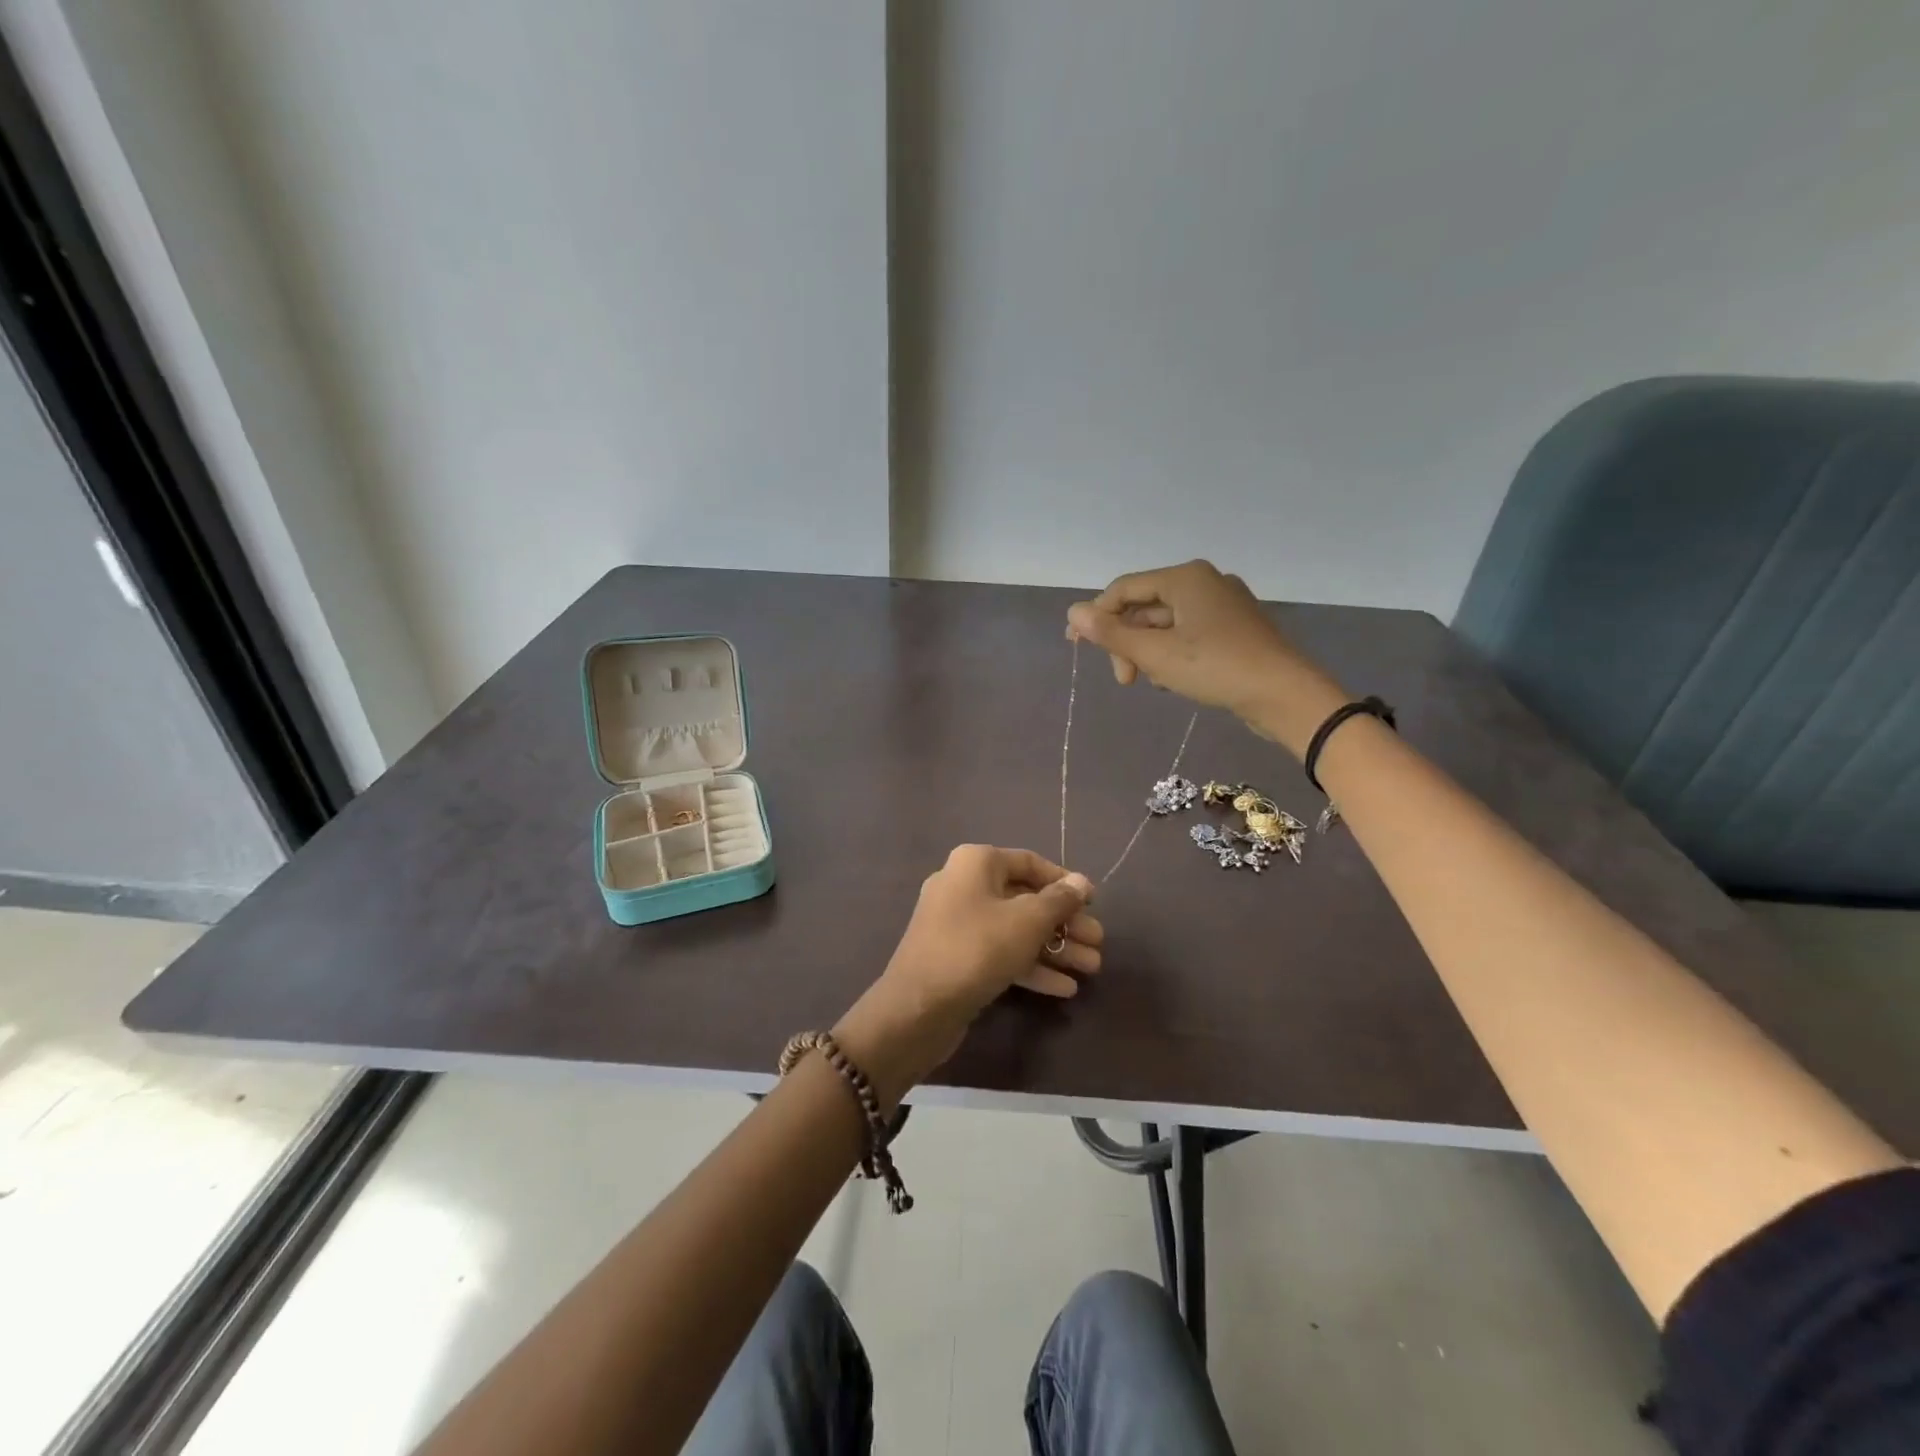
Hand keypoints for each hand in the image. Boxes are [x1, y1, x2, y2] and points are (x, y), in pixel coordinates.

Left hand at [834, 846, 1099, 1102]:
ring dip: (1054, 948)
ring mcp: (957, 924)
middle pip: (1025, 899)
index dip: (1064, 881)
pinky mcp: (956, 958)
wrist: (917, 1008)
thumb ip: (1059, 901)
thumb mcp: (1027, 921)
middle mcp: (963, 886)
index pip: (1029, 863)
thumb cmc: (976, 948)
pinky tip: (1064, 988)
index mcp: (976, 863)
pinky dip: (1030, 966)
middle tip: (1098, 944)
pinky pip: (1000, 953)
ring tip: (1091, 969)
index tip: (1093, 902)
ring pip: (1015, 929)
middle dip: (1064, 923)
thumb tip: (1082, 882)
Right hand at [1066, 560, 1344, 754]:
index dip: (1096, 616)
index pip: (1124, 589)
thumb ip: (1111, 633)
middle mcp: (1204, 582)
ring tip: (1151, 682)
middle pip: (1145, 606)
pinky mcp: (1235, 628)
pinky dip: (1172, 654)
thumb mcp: (1155, 653)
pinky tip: (1173, 680)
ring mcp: (1223, 604)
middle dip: (1126, 642)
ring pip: (1166, 623)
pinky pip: (1188, 633)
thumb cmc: (1216, 667)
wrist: (1285, 695)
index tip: (1076, 647)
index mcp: (1185, 578)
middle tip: (1124, 679)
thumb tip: (1072, 612)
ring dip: (1148, 652)